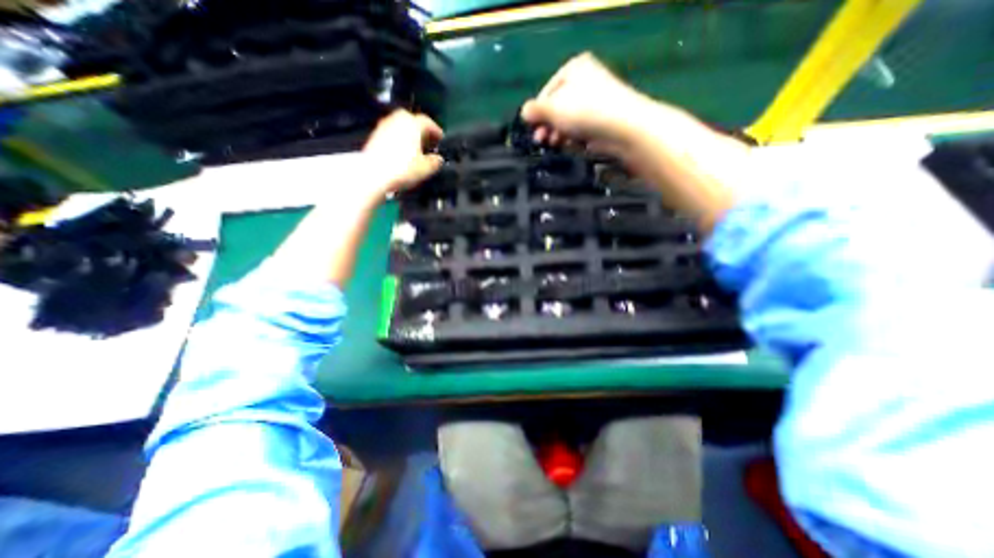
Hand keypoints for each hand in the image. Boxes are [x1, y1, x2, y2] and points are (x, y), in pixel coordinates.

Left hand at [364, 109, 444, 196]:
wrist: (374, 174)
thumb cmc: (400, 168)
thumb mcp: (426, 168)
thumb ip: (435, 161)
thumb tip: (438, 160)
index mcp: (413, 124)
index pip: (428, 122)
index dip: (436, 130)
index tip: (440, 137)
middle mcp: (397, 121)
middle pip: (411, 120)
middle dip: (420, 129)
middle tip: (426, 139)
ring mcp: (384, 128)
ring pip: (399, 126)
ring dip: (408, 134)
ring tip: (414, 147)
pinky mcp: (375, 138)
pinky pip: (390, 135)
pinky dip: (397, 141)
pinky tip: (401, 154)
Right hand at [521, 52, 658, 152]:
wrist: (622, 128)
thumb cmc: (584, 111)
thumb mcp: (552, 108)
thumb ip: (535, 110)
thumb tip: (524, 112)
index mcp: (574, 69)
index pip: (547, 92)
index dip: (537, 112)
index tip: (532, 129)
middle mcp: (585, 81)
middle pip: (557, 107)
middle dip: (547, 125)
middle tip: (540, 140)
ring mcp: (595, 102)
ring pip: (568, 120)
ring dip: (558, 134)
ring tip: (554, 144)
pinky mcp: (602, 121)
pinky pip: (581, 130)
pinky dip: (573, 138)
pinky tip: (570, 146)